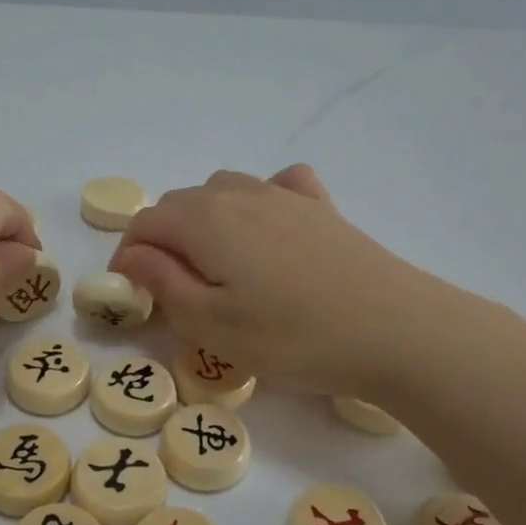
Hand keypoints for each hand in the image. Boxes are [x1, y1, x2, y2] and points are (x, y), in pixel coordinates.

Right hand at [109, 164, 444, 397]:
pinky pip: (277, 187)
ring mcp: (286, 196)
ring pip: (224, 191)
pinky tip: (269, 228)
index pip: (145, 223)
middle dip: (162, 240)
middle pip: (181, 203)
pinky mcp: (322, 208)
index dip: (128, 256)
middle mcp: (241, 194)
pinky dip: (257, 202)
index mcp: (206, 220)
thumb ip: (164, 283)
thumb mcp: (212, 324)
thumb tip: (132, 255)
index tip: (131, 294)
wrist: (396, 331)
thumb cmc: (293, 338)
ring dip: (203, 221)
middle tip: (170, 290)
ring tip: (214, 265)